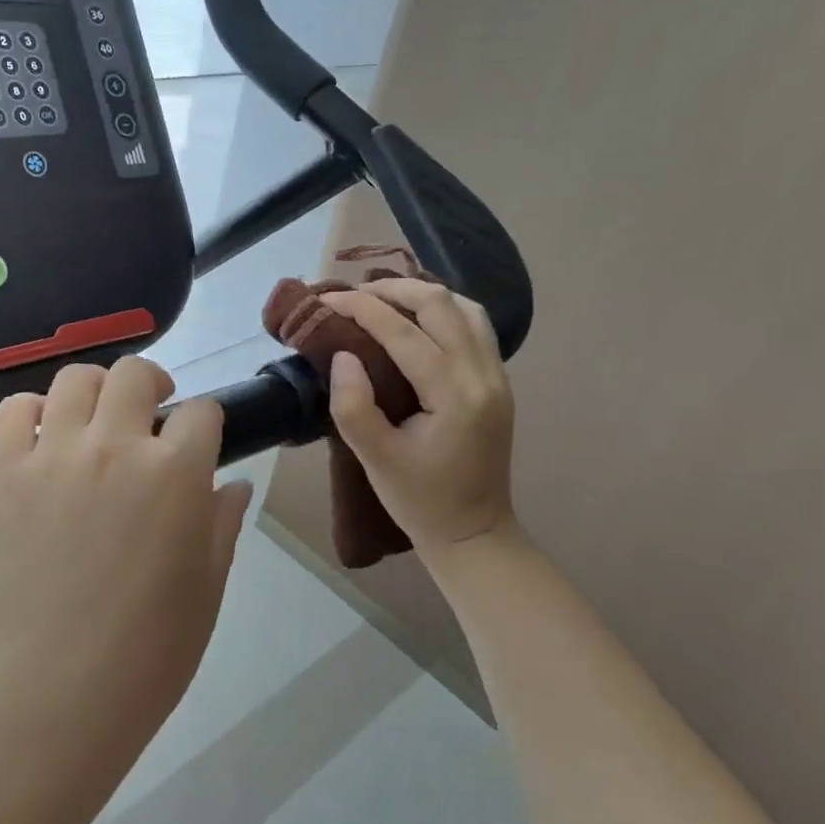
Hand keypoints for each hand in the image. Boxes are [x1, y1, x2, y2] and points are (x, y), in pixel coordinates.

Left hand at [0, 357, 251, 746]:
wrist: (59, 688)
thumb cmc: (151, 648)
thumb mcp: (208, 584)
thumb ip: (222, 522)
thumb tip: (233, 484)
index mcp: (175, 472)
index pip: (201, 412)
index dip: (204, 424)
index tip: (198, 444)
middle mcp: (115, 446)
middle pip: (135, 373)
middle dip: (152, 385)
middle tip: (150, 416)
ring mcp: (55, 454)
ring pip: (75, 378)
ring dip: (95, 390)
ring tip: (97, 420)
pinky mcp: (6, 472)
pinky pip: (14, 411)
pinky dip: (32, 411)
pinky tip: (45, 436)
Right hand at [318, 279, 518, 555]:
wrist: (475, 534)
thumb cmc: (420, 501)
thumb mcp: (375, 460)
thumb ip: (353, 406)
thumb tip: (342, 355)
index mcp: (454, 395)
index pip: (403, 331)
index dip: (361, 308)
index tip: (327, 300)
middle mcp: (483, 376)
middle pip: (441, 304)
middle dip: (392, 290)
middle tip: (353, 296)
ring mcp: (497, 377)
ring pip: (465, 308)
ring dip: (422, 295)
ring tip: (383, 300)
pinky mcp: (497, 382)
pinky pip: (474, 326)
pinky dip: (442, 310)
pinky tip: (416, 320)